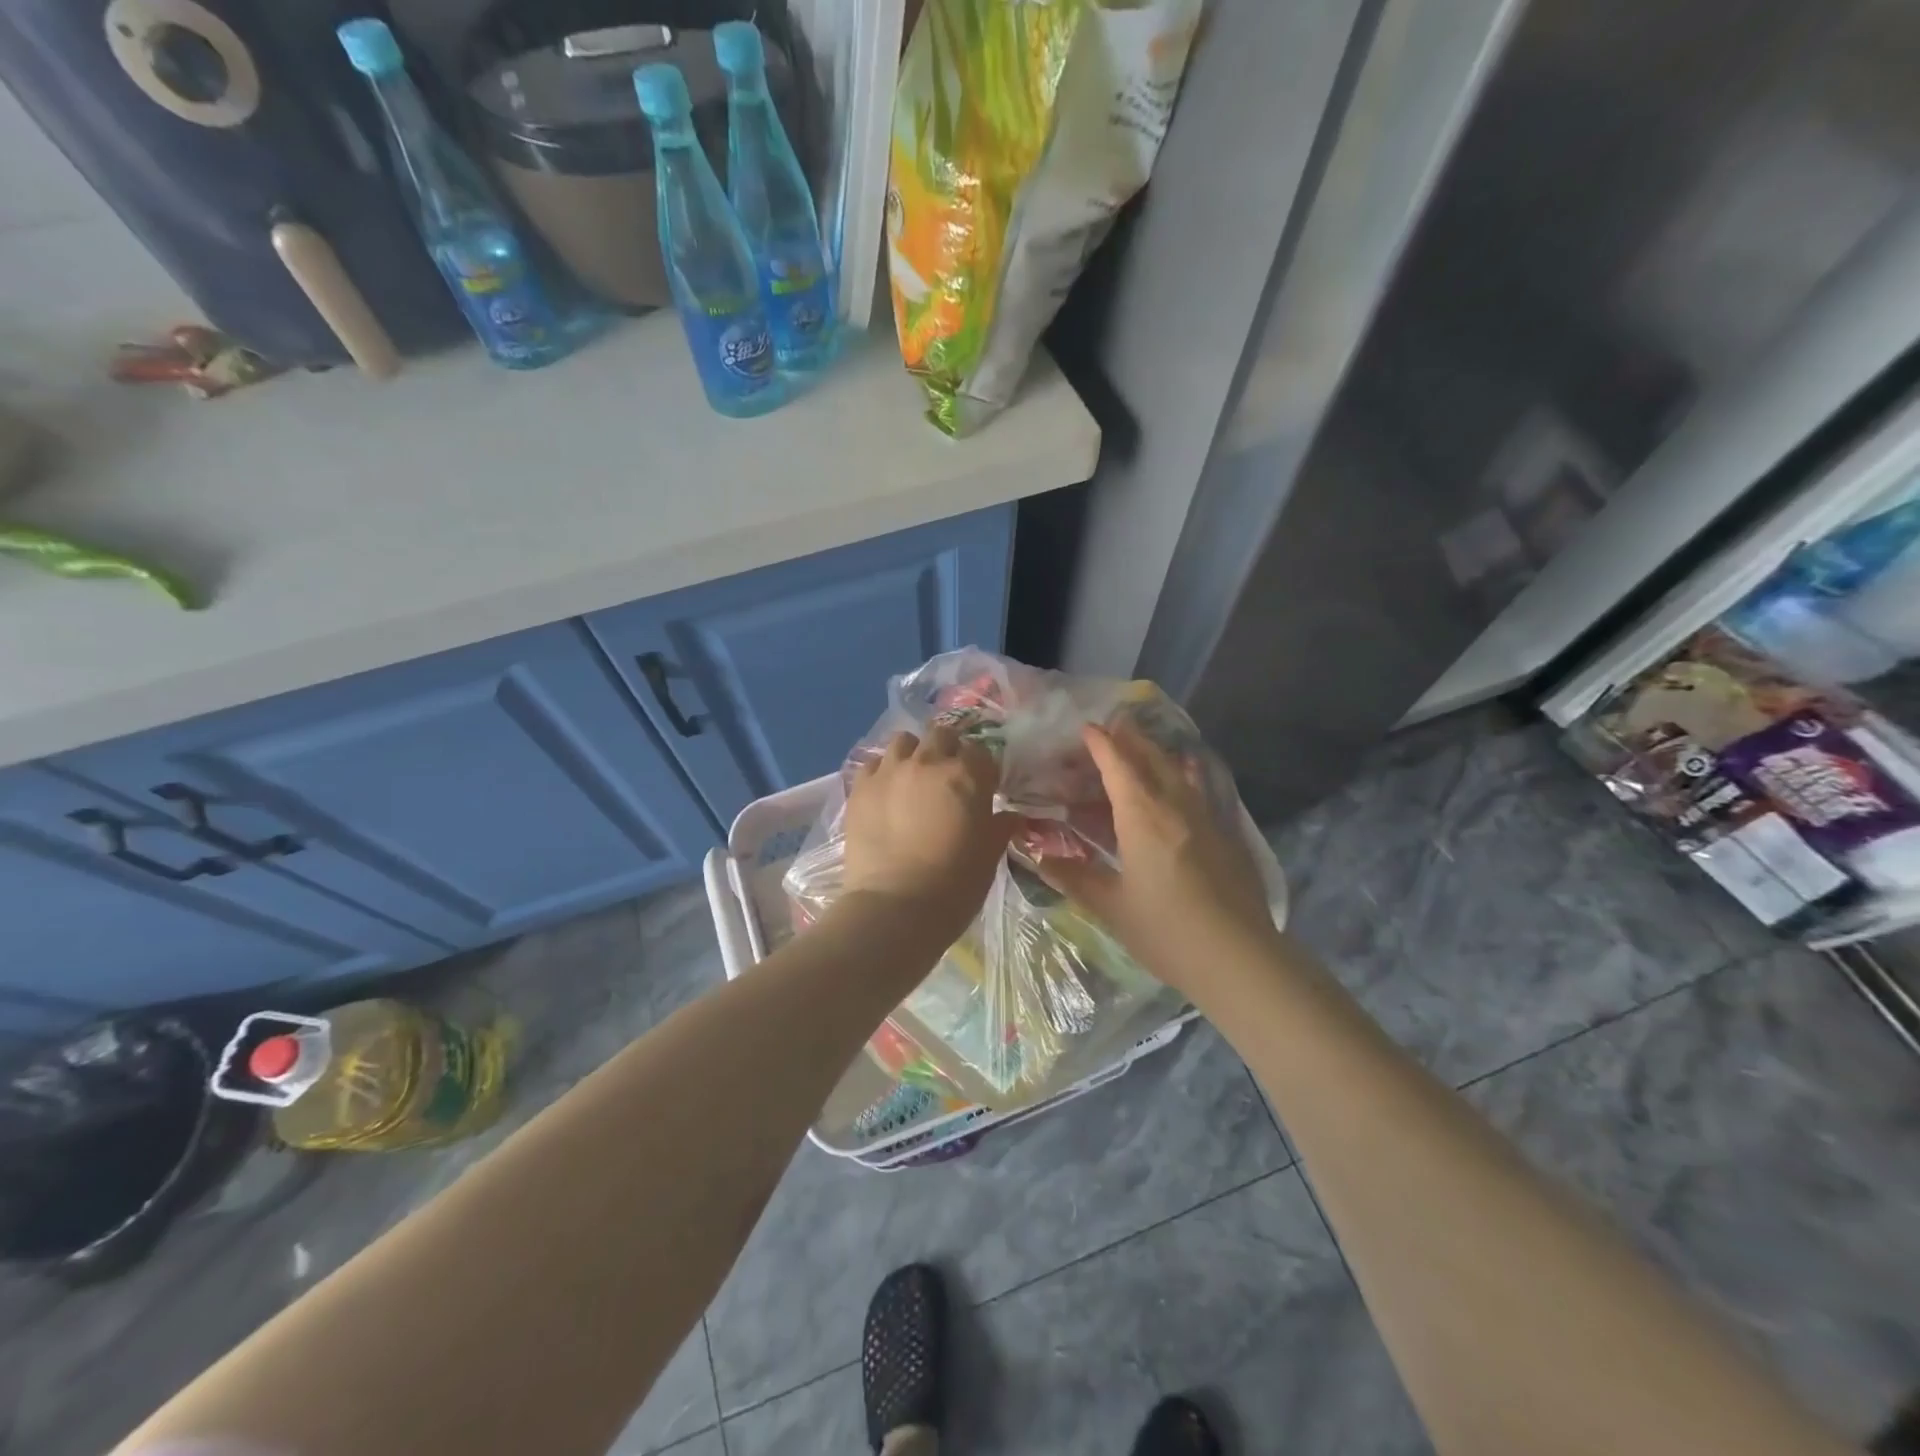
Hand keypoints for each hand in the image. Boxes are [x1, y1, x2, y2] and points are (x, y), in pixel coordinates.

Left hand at [839, 726, 1012, 942]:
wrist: (895, 907)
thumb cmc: (955, 884)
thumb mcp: (989, 855)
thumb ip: (1000, 827)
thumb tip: (1010, 814)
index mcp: (967, 775)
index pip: (981, 753)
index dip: (983, 769)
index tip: (983, 788)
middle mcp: (928, 762)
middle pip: (942, 735)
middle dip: (949, 750)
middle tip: (948, 778)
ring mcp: (890, 771)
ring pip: (904, 741)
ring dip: (914, 754)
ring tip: (914, 779)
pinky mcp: (861, 787)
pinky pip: (874, 764)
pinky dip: (884, 772)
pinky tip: (886, 793)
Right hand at [1042, 722, 1279, 994]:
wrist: (1238, 958)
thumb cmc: (1165, 931)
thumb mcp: (1110, 907)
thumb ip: (1072, 876)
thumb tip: (1034, 856)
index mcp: (1142, 816)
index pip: (1118, 766)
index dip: (1101, 744)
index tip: (1087, 727)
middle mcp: (1175, 805)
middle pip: (1152, 758)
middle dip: (1131, 738)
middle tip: (1114, 724)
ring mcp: (1206, 818)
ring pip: (1179, 771)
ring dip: (1158, 753)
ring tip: (1145, 746)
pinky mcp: (1226, 835)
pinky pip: (1200, 789)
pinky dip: (1185, 775)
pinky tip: (1187, 778)